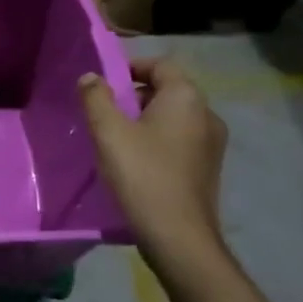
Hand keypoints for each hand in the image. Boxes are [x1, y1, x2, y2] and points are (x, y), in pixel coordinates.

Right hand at [79, 55, 227, 263]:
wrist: (178, 237)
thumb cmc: (142, 175)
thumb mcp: (108, 132)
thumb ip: (95, 98)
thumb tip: (90, 77)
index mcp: (186, 98)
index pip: (160, 65)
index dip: (130, 67)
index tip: (102, 83)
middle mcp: (207, 114)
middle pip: (167, 90)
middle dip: (134, 96)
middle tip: (103, 113)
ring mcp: (212, 144)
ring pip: (173, 118)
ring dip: (144, 121)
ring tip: (115, 140)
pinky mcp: (208, 168)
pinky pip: (179, 141)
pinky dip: (157, 142)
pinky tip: (135, 163)